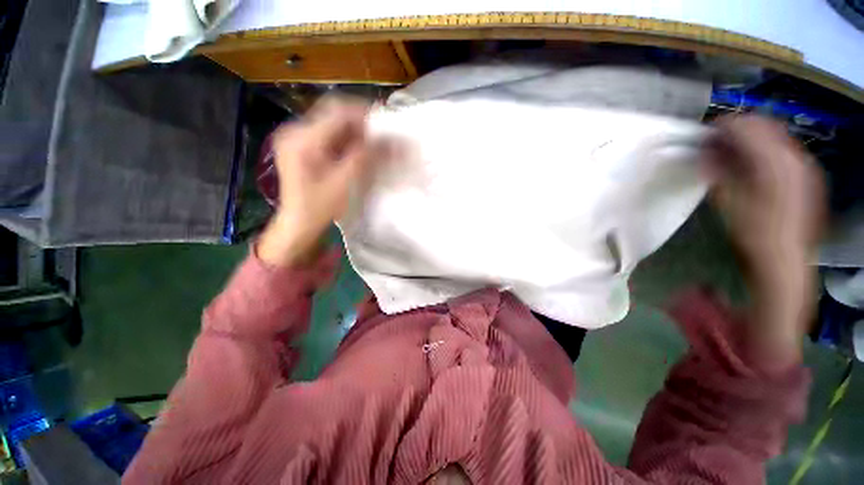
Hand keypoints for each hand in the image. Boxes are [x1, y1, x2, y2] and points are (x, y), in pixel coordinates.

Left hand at [258, 97, 371, 266]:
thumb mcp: (345, 182)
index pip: (337, 112)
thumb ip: (366, 157)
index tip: (386, 120)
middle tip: (381, 132)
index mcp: (302, 139)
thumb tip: (390, 140)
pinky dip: (346, 139)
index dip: (364, 113)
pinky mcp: (302, 145)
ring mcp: (297, 137)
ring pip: (333, 124)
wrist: (298, 222)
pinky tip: (358, 149)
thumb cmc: (320, 206)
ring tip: (373, 141)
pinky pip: (329, 134)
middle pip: (333, 114)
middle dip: (360, 121)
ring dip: (355, 130)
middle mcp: (295, 131)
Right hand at [704, 115, 825, 365]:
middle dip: (737, 132)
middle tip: (714, 145)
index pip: (747, 127)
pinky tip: (751, 169)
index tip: (703, 134)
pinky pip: (782, 153)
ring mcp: (805, 168)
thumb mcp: (729, 202)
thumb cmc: (754, 235)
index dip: (723, 126)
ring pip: (774, 139)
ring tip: (729, 156)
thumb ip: (718, 172)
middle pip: (764, 127)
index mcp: (776, 163)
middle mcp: (795, 158)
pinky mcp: (807, 178)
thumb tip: (704, 152)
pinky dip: (763, 153)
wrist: (785, 264)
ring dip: (750, 142)